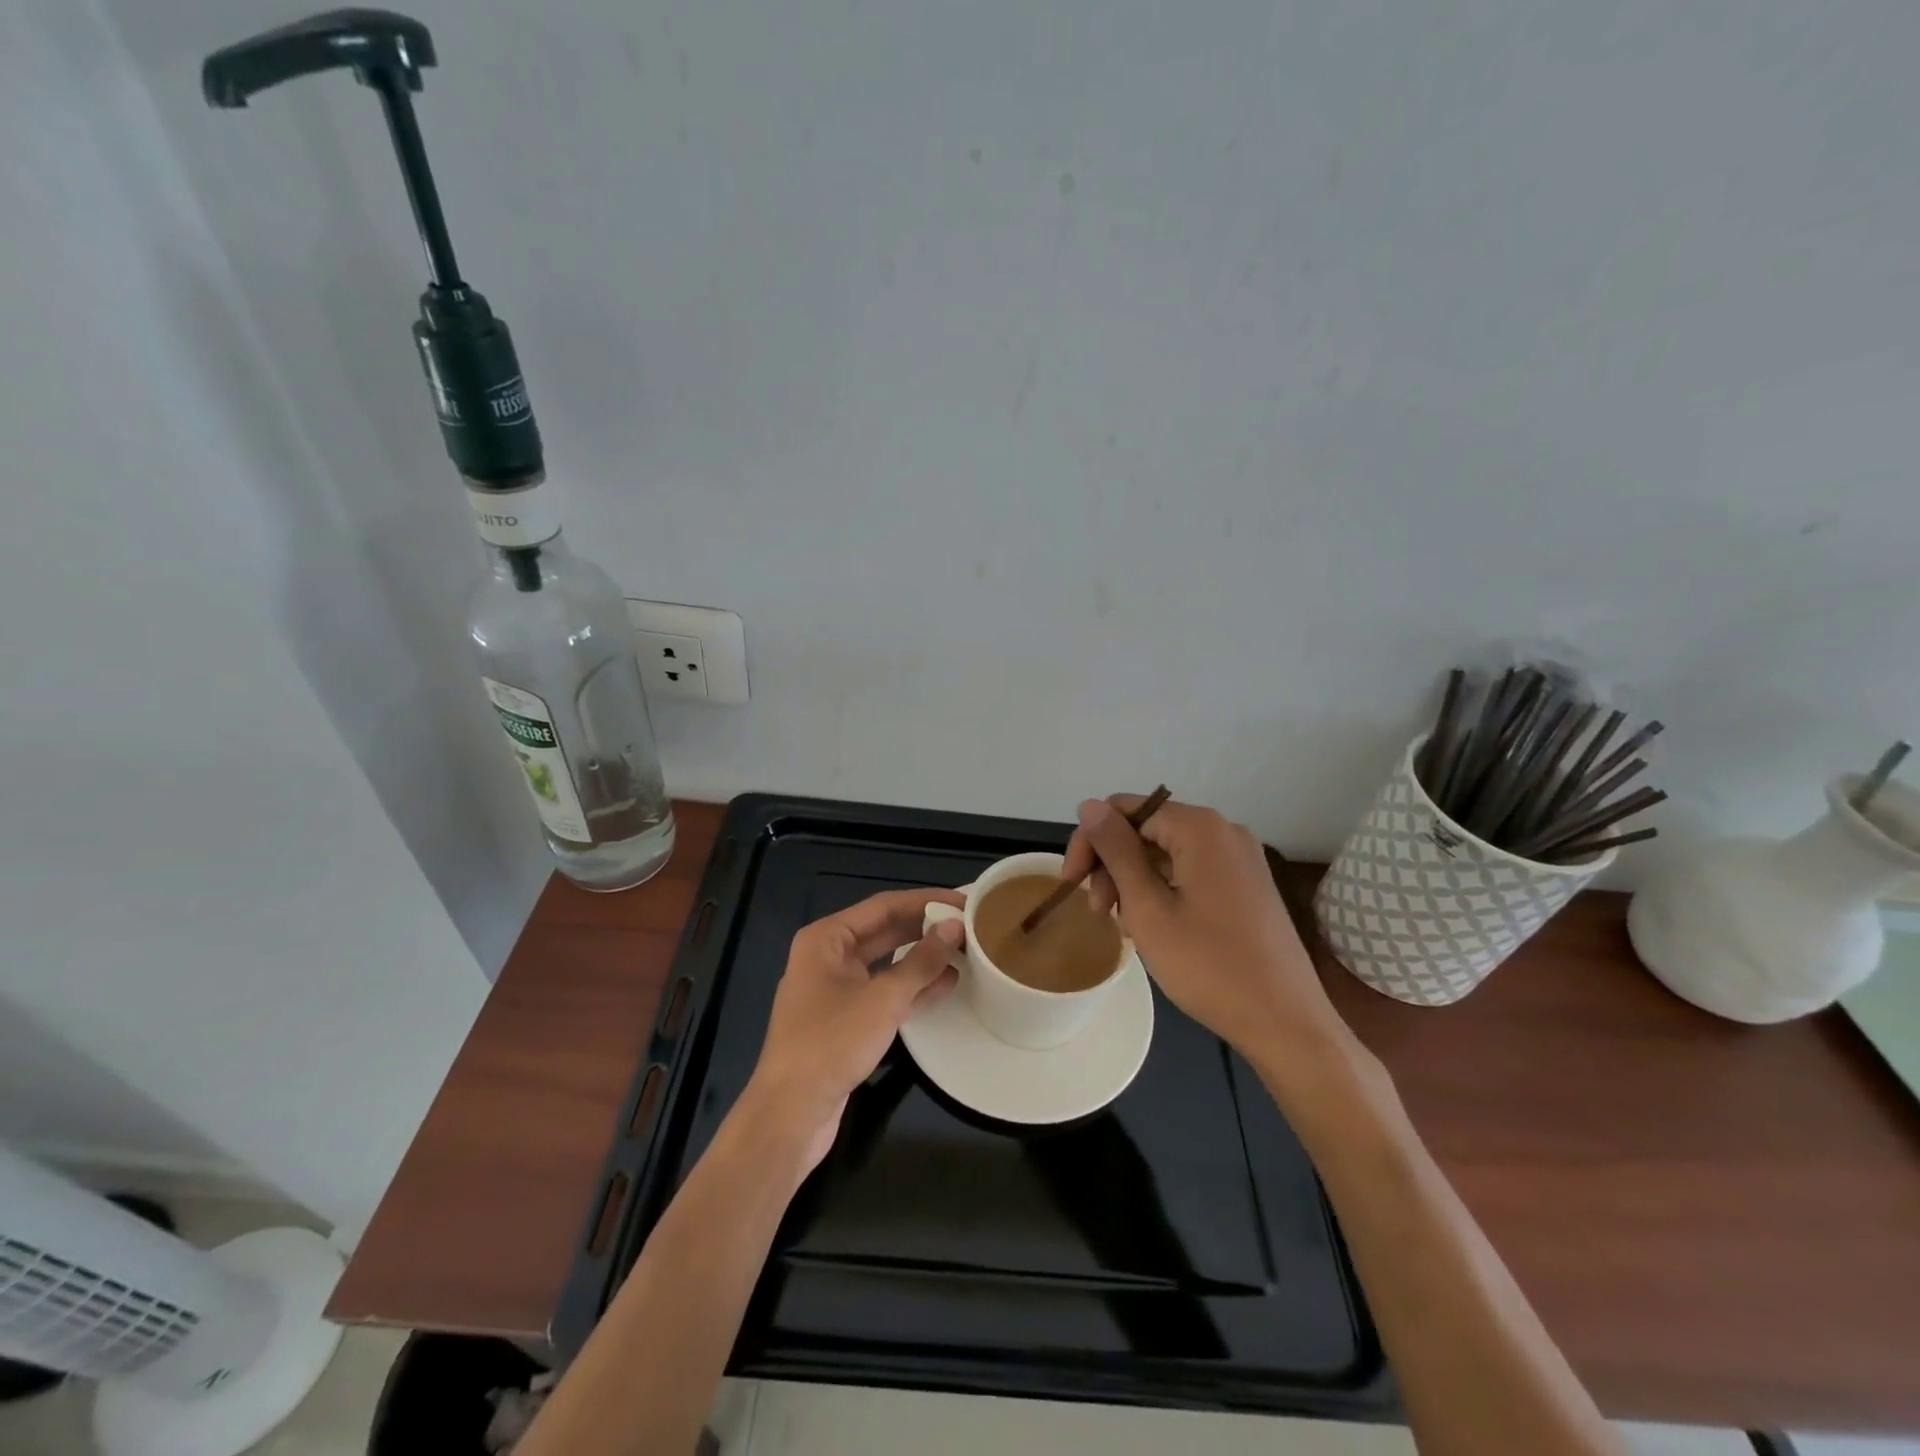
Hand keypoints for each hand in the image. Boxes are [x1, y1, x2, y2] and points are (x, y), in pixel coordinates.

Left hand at [740, 888, 964, 1171]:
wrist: (790, 1114)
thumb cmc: (831, 1043)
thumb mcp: (883, 999)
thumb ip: (922, 961)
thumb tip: (955, 927)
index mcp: (827, 938)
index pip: (884, 905)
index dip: (926, 900)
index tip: (964, 900)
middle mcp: (828, 956)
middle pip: (885, 931)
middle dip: (926, 928)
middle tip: (970, 925)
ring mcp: (835, 989)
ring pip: (886, 962)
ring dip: (923, 958)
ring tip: (966, 951)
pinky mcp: (844, 1020)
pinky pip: (883, 991)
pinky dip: (912, 987)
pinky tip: (947, 984)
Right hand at [1060, 796, 1350, 1062]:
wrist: (1286, 1024)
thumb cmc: (1209, 966)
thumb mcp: (1147, 908)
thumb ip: (1115, 851)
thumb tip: (1089, 805)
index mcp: (1200, 827)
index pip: (1125, 810)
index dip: (1091, 842)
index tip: (1073, 885)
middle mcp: (1224, 831)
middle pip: (1146, 829)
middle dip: (1113, 864)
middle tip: (1099, 912)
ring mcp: (1241, 858)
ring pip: (1166, 852)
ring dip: (1135, 881)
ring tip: (1127, 927)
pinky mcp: (1248, 885)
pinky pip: (1190, 871)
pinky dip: (1163, 890)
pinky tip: (1155, 927)